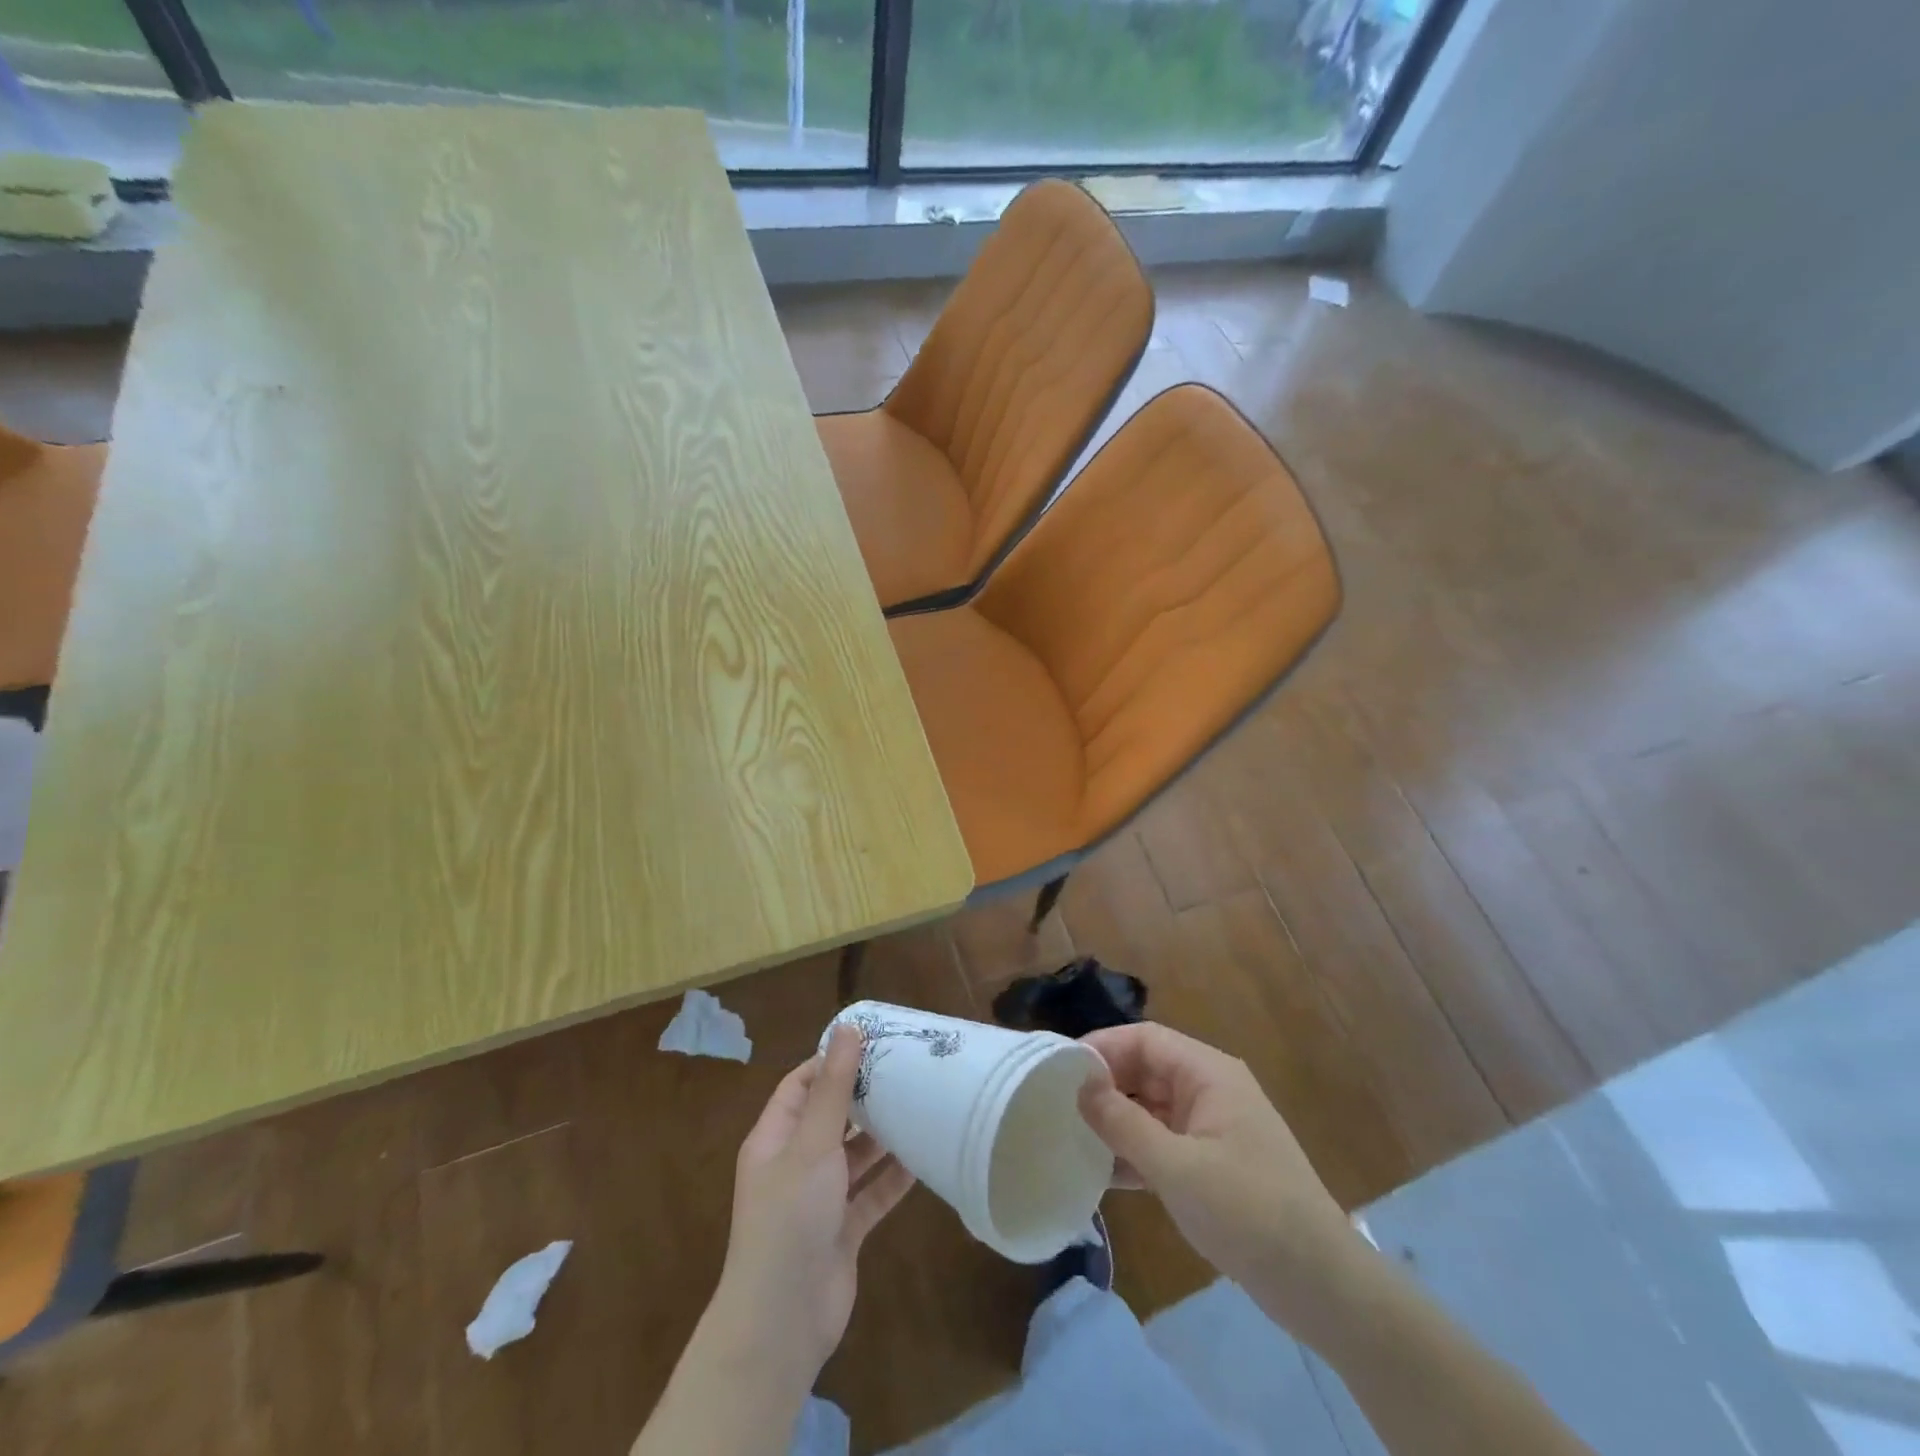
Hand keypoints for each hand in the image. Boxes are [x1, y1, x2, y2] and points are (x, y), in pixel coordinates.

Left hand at [711, 1025, 915, 1387]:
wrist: (782, 1322)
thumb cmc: (790, 1218)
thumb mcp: (812, 1144)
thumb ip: (833, 1088)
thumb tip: (847, 1028)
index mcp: (775, 1139)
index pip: (802, 1085)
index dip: (832, 1062)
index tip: (873, 1043)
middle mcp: (795, 1164)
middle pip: (830, 1118)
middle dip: (863, 1097)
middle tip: (906, 1070)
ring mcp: (819, 1200)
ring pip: (853, 1156)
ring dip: (881, 1136)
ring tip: (919, 1105)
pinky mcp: (842, 1230)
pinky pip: (871, 1194)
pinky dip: (892, 1178)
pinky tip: (923, 1158)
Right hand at [1078, 1022, 1363, 1337]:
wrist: (1322, 1286)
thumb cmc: (1249, 1212)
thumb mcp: (1177, 1167)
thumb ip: (1123, 1123)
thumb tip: (1080, 1086)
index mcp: (1208, 1073)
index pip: (1145, 1039)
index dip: (1102, 1047)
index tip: (1060, 1069)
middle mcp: (1210, 1090)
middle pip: (1147, 1070)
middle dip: (1105, 1085)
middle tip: (1058, 1105)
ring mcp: (1213, 1128)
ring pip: (1152, 1108)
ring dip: (1116, 1121)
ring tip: (1070, 1136)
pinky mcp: (1213, 1164)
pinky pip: (1163, 1142)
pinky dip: (1135, 1152)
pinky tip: (1102, 1173)